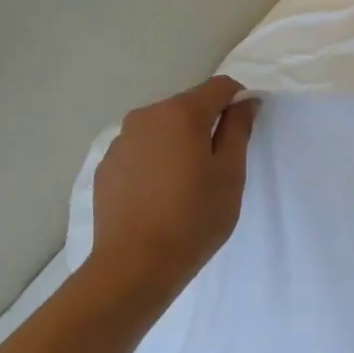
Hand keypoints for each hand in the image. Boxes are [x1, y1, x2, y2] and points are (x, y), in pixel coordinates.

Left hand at [85, 75, 257, 295]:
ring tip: (187, 183)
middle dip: (208, 124)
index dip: (239, 101)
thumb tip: (246, 101)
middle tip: (219, 165)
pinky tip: (161, 195)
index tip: (246, 129)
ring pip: (162, 129)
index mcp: (181, 113)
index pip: (219, 87)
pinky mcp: (107, 165)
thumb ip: (238, 129)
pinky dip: (156, 160)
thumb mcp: (230, 174)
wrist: (136, 265)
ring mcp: (121, 140)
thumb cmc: (194, 218)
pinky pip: (141, 150)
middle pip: (188, 106)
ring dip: (180, 142)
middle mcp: (146, 116)